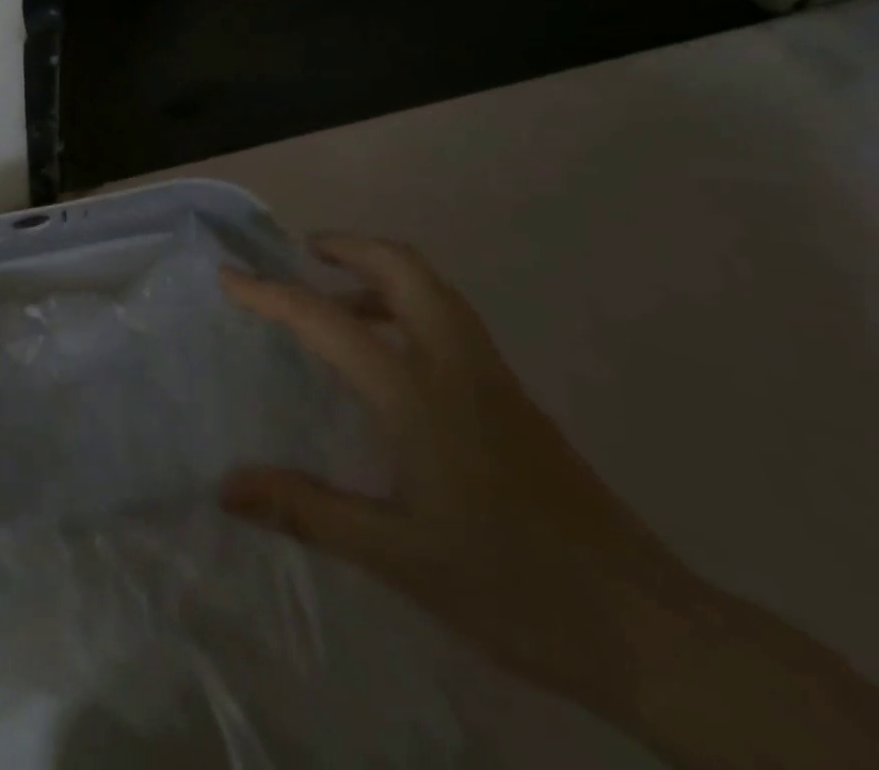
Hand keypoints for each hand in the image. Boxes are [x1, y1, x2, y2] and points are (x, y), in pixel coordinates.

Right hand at [221, 234, 878, 769]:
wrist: (651, 632)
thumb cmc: (512, 587)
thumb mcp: (397, 557)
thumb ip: (307, 511)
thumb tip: (226, 488)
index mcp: (418, 395)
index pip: (328, 321)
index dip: (271, 294)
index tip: (229, 276)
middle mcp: (457, 366)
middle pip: (405, 268)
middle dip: (349, 247)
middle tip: (304, 254)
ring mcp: (493, 378)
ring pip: (434, 289)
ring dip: (380, 272)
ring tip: (336, 297)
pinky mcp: (515, 399)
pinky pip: (450, 320)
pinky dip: (407, 305)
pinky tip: (388, 359)